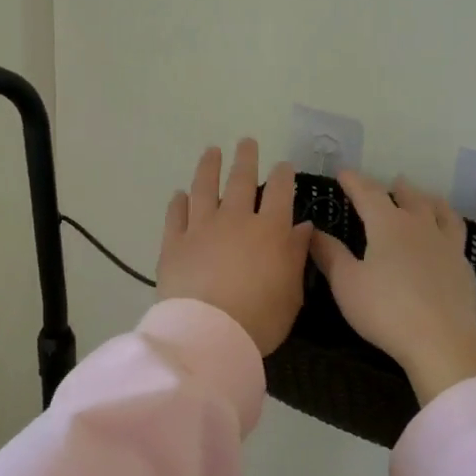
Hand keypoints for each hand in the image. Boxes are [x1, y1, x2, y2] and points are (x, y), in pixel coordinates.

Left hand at [157, 139, 313, 355]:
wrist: (209, 334)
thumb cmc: (259, 319)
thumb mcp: (292, 293)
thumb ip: (296, 256)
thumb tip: (303, 227)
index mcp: (269, 230)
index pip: (279, 192)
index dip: (283, 175)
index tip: (283, 165)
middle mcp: (235, 219)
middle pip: (240, 180)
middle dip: (245, 158)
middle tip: (246, 142)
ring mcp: (201, 228)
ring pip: (204, 188)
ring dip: (208, 167)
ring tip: (211, 151)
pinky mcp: (173, 242)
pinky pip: (175, 215)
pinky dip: (178, 202)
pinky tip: (179, 194)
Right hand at [310, 171, 475, 404]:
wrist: (442, 341)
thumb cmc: (386, 310)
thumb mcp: (347, 283)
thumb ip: (330, 254)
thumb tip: (314, 230)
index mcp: (388, 225)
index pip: (368, 194)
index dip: (354, 182)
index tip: (344, 173)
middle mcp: (420, 227)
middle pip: (410, 199)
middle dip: (396, 189)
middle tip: (392, 182)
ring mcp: (447, 246)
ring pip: (441, 213)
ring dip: (430, 201)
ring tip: (427, 198)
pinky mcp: (464, 268)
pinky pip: (457, 236)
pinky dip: (449, 227)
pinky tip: (448, 238)